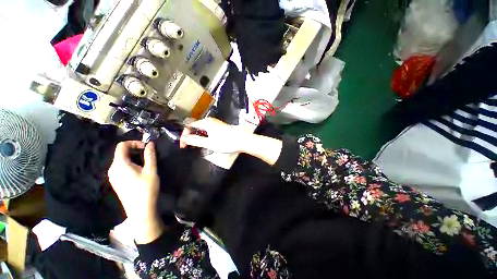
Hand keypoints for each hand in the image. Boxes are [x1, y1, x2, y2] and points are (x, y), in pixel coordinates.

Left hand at [108, 141, 162, 243]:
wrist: (140, 210)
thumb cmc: (146, 188)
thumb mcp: (151, 170)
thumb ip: (150, 155)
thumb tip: (150, 143)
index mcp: (119, 164)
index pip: (122, 146)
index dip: (134, 143)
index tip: (147, 147)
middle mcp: (112, 169)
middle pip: (121, 152)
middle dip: (135, 150)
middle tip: (149, 154)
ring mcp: (113, 176)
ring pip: (122, 160)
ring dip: (134, 157)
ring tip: (146, 162)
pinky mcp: (116, 182)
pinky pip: (121, 167)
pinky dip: (131, 164)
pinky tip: (140, 171)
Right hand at [179, 118, 249, 153]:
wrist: (242, 140)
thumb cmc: (226, 142)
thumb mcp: (209, 143)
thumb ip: (195, 140)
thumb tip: (184, 139)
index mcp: (206, 123)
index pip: (189, 125)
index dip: (184, 135)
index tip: (184, 144)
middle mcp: (210, 121)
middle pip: (195, 126)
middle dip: (191, 136)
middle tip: (190, 146)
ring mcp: (216, 123)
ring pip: (202, 129)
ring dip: (198, 136)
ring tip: (198, 145)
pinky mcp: (220, 127)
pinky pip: (208, 130)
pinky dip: (205, 136)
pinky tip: (207, 142)